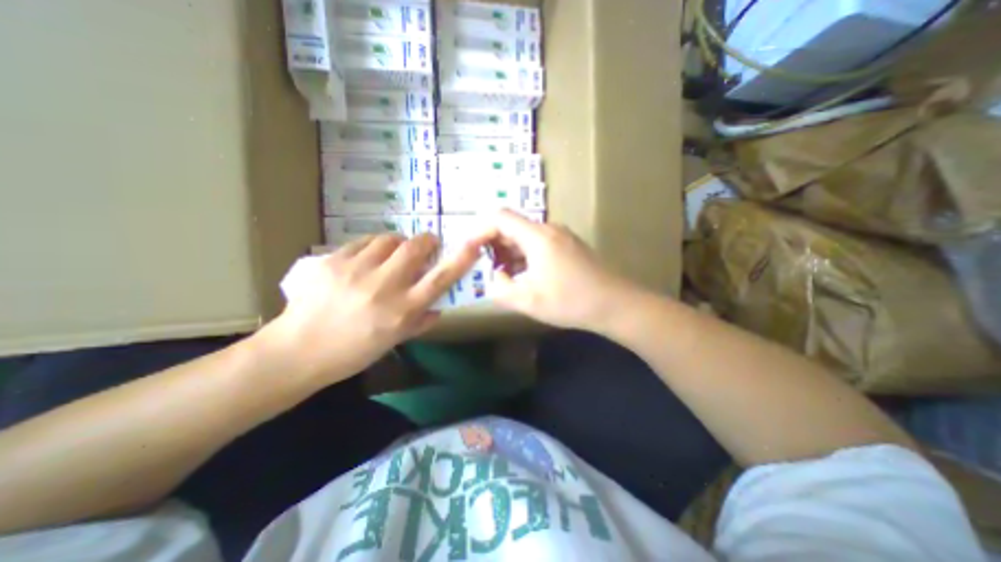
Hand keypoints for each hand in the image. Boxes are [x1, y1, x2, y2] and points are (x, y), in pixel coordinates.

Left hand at [257, 234, 485, 385]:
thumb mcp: (394, 340)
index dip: (461, 259)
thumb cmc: (353, 352)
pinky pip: (363, 242)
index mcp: (402, 310)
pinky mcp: (333, 261)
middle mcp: (384, 286)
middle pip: (415, 247)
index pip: (440, 279)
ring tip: (392, 254)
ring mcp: (356, 271)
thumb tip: (439, 307)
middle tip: (426, 245)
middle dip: (426, 240)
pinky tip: (367, 259)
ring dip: (398, 243)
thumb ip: (421, 322)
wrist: (298, 351)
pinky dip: (373, 246)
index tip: (473, 244)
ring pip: (389, 239)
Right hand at [483, 211, 631, 334]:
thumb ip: (501, 288)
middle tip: (482, 265)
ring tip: (502, 275)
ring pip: (525, 236)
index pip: (499, 217)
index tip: (469, 248)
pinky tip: (523, 275)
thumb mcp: (528, 300)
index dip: (479, 230)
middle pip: (512, 225)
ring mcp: (561, 236)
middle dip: (493, 243)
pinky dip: (524, 255)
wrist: (615, 304)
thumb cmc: (570, 301)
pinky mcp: (569, 245)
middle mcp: (549, 229)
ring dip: (509, 251)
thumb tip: (494, 276)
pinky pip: (538, 243)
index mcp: (537, 236)